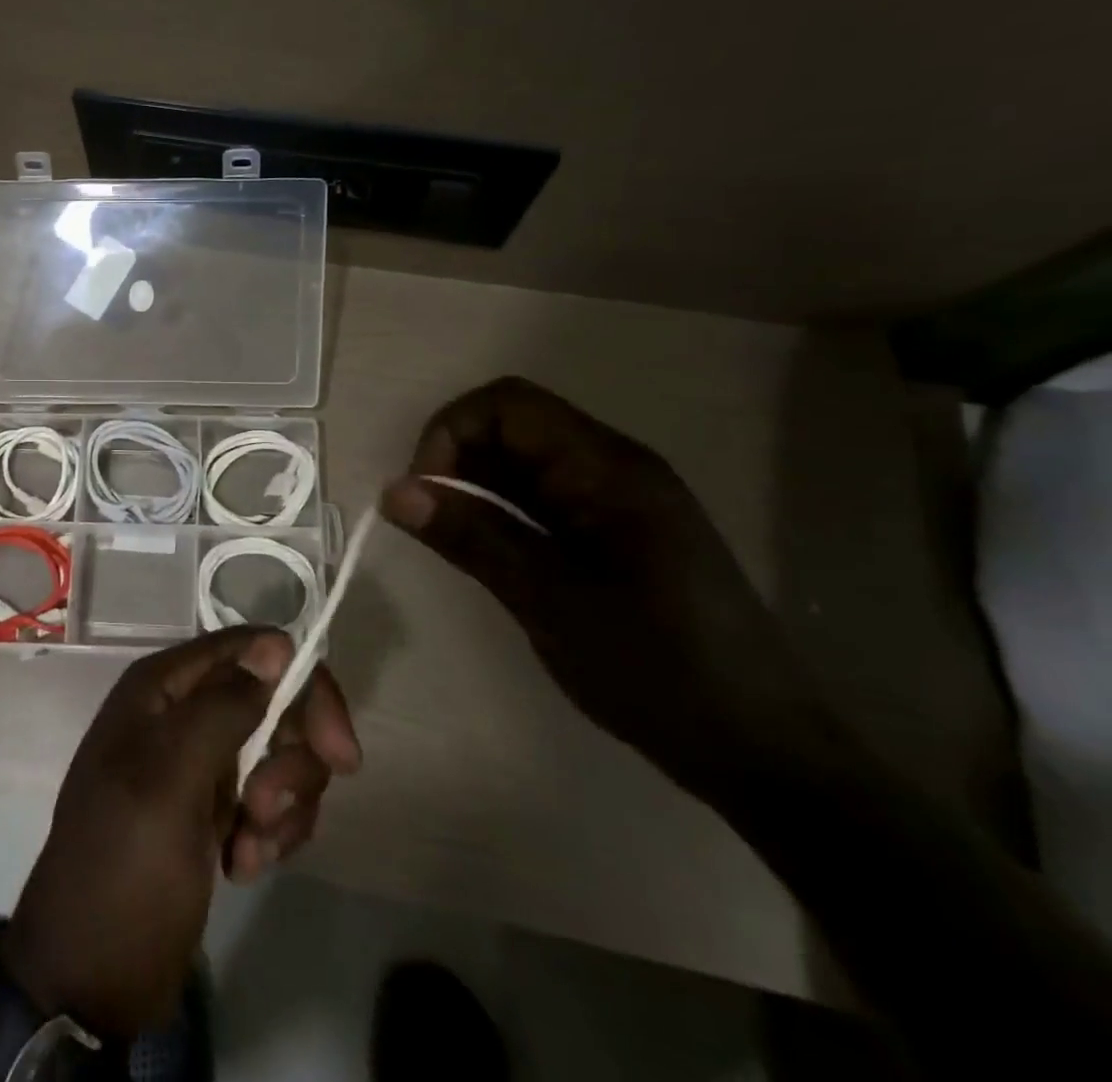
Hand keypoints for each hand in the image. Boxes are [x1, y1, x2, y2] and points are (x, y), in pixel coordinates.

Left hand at [1, 627, 359, 1036]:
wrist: (91, 977)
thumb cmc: (124, 867)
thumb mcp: (170, 780)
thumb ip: (223, 707)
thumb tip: (276, 644)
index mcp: (164, 687)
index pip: (253, 649)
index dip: (302, 686)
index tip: (337, 750)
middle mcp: (185, 712)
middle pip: (275, 702)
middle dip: (291, 759)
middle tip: (270, 811)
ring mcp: (202, 761)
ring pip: (281, 753)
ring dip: (282, 805)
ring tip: (248, 848)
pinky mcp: (216, 807)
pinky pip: (272, 798)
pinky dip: (272, 833)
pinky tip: (243, 866)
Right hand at [380, 376, 831, 798]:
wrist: (759, 749)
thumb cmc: (658, 670)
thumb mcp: (550, 601)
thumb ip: (472, 537)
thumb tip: (393, 490)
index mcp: (607, 469)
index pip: (507, 404)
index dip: (450, 432)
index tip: (423, 492)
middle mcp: (611, 467)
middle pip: (511, 426)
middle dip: (456, 461)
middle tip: (430, 523)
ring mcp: (614, 499)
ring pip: (521, 464)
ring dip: (474, 489)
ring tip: (454, 544)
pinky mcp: (611, 531)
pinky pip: (539, 497)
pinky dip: (499, 513)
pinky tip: (489, 554)